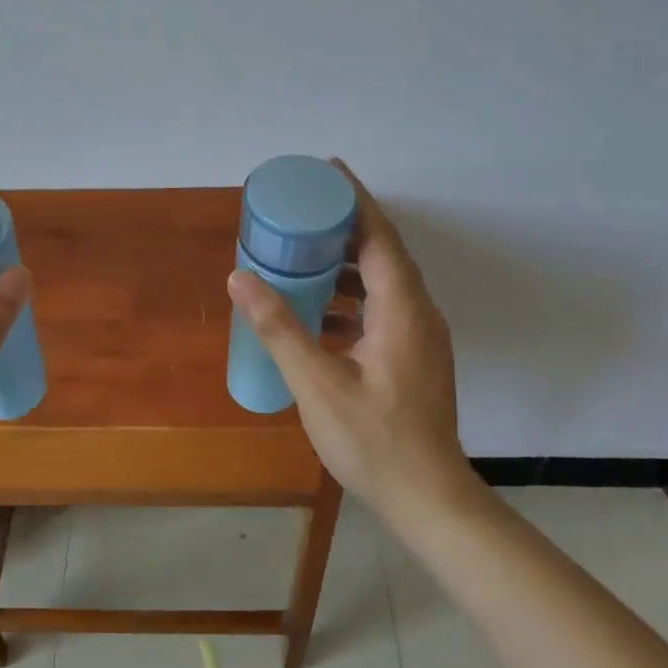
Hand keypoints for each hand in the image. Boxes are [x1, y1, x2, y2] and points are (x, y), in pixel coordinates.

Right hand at [226, 163, 467, 512]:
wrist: (427, 497)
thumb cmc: (374, 441)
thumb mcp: (318, 384)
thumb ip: (279, 328)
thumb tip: (240, 277)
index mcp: (402, 310)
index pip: (380, 236)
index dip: (354, 199)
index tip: (326, 171)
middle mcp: (419, 314)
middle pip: (384, 253)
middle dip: (345, 227)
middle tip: (301, 212)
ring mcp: (420, 338)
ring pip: (383, 283)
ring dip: (346, 265)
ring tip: (303, 255)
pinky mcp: (413, 358)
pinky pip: (382, 310)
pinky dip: (350, 299)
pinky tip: (318, 313)